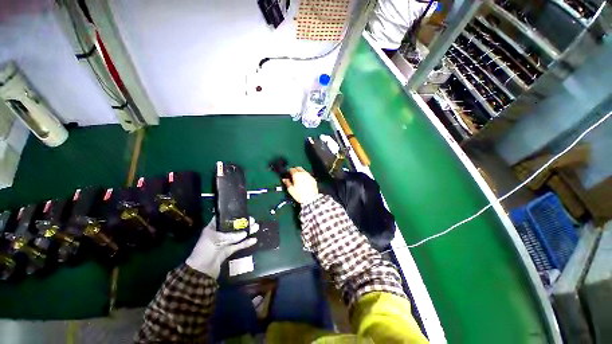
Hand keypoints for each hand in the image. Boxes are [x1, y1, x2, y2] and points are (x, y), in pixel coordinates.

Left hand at [186, 217, 256, 277]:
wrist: (200, 272)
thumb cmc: (205, 251)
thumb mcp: (216, 240)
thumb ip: (231, 236)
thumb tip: (245, 234)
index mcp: (213, 228)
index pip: (224, 218)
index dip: (233, 214)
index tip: (243, 211)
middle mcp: (219, 234)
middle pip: (233, 226)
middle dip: (243, 223)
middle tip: (253, 220)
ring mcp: (224, 243)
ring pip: (238, 235)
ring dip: (247, 231)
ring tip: (256, 227)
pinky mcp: (228, 251)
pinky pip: (239, 245)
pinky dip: (246, 243)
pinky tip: (254, 240)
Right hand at [282, 167, 318, 204]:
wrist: (311, 199)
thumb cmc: (299, 194)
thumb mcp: (291, 189)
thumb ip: (287, 183)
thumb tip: (284, 179)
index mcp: (297, 175)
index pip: (292, 169)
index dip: (289, 171)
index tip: (288, 173)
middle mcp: (303, 173)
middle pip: (298, 168)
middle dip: (295, 169)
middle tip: (293, 174)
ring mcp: (309, 176)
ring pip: (304, 171)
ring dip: (300, 172)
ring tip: (298, 177)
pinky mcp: (313, 179)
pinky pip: (308, 175)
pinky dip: (305, 176)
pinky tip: (304, 180)